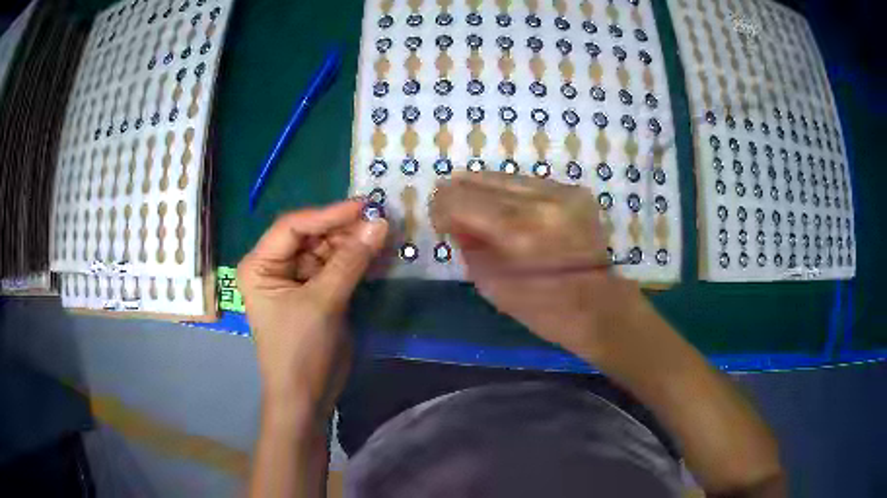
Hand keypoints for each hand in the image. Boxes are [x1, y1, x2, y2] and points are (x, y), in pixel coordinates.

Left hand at [238, 200, 387, 417]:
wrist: (306, 397)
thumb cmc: (301, 350)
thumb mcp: (323, 302)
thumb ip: (351, 261)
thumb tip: (380, 223)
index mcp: (261, 264)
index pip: (293, 226)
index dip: (328, 214)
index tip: (364, 206)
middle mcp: (275, 267)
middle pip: (311, 236)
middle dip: (344, 230)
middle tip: (380, 223)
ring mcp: (296, 280)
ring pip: (327, 251)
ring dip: (353, 245)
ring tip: (384, 237)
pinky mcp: (316, 293)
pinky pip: (336, 269)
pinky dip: (356, 263)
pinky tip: (378, 255)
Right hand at [430, 172, 643, 357]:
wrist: (600, 307)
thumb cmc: (544, 310)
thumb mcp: (492, 286)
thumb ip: (467, 244)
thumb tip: (453, 219)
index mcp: (519, 231)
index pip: (457, 197)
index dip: (440, 208)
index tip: (443, 226)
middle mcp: (541, 200)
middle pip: (477, 177)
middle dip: (459, 197)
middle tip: (459, 220)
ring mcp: (561, 190)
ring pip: (501, 175)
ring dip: (485, 194)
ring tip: (488, 219)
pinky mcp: (574, 190)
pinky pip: (526, 182)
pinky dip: (511, 196)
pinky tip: (516, 216)